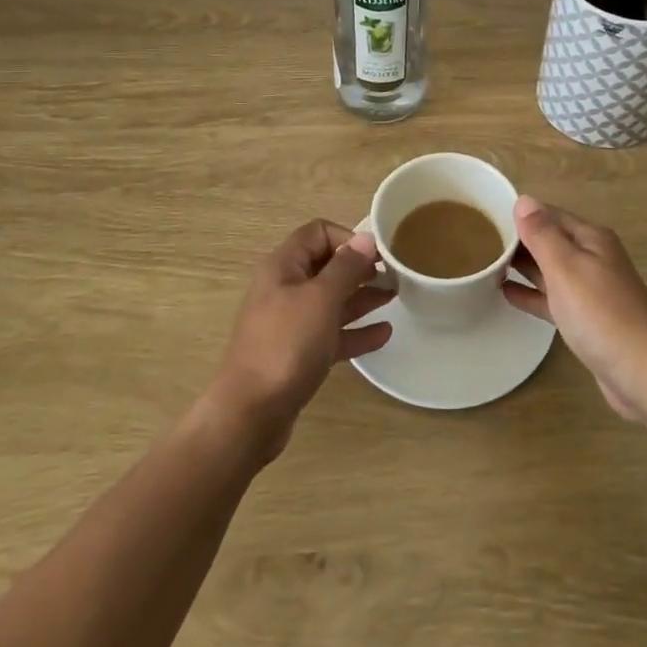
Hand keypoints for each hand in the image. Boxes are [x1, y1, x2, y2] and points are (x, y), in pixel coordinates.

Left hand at [208, 220, 393, 459]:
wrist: (250, 414)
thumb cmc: (286, 345)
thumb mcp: (321, 299)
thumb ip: (346, 267)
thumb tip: (366, 238)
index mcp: (283, 266)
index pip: (318, 233)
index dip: (349, 238)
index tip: (377, 255)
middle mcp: (285, 288)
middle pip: (327, 266)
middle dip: (360, 268)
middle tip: (394, 275)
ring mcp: (291, 323)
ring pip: (331, 300)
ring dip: (362, 297)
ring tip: (395, 297)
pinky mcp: (298, 354)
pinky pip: (332, 333)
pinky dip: (355, 331)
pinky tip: (384, 334)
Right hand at [503, 196, 646, 419]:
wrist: (643, 374)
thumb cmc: (601, 315)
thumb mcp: (566, 268)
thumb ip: (542, 234)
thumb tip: (523, 200)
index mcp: (591, 239)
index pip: (549, 214)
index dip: (520, 214)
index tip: (485, 217)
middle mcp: (594, 258)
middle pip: (550, 240)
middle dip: (519, 239)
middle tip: (479, 241)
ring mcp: (592, 289)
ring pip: (551, 269)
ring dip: (523, 266)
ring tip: (486, 264)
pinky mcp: (588, 318)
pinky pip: (554, 297)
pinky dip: (533, 293)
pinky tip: (507, 293)